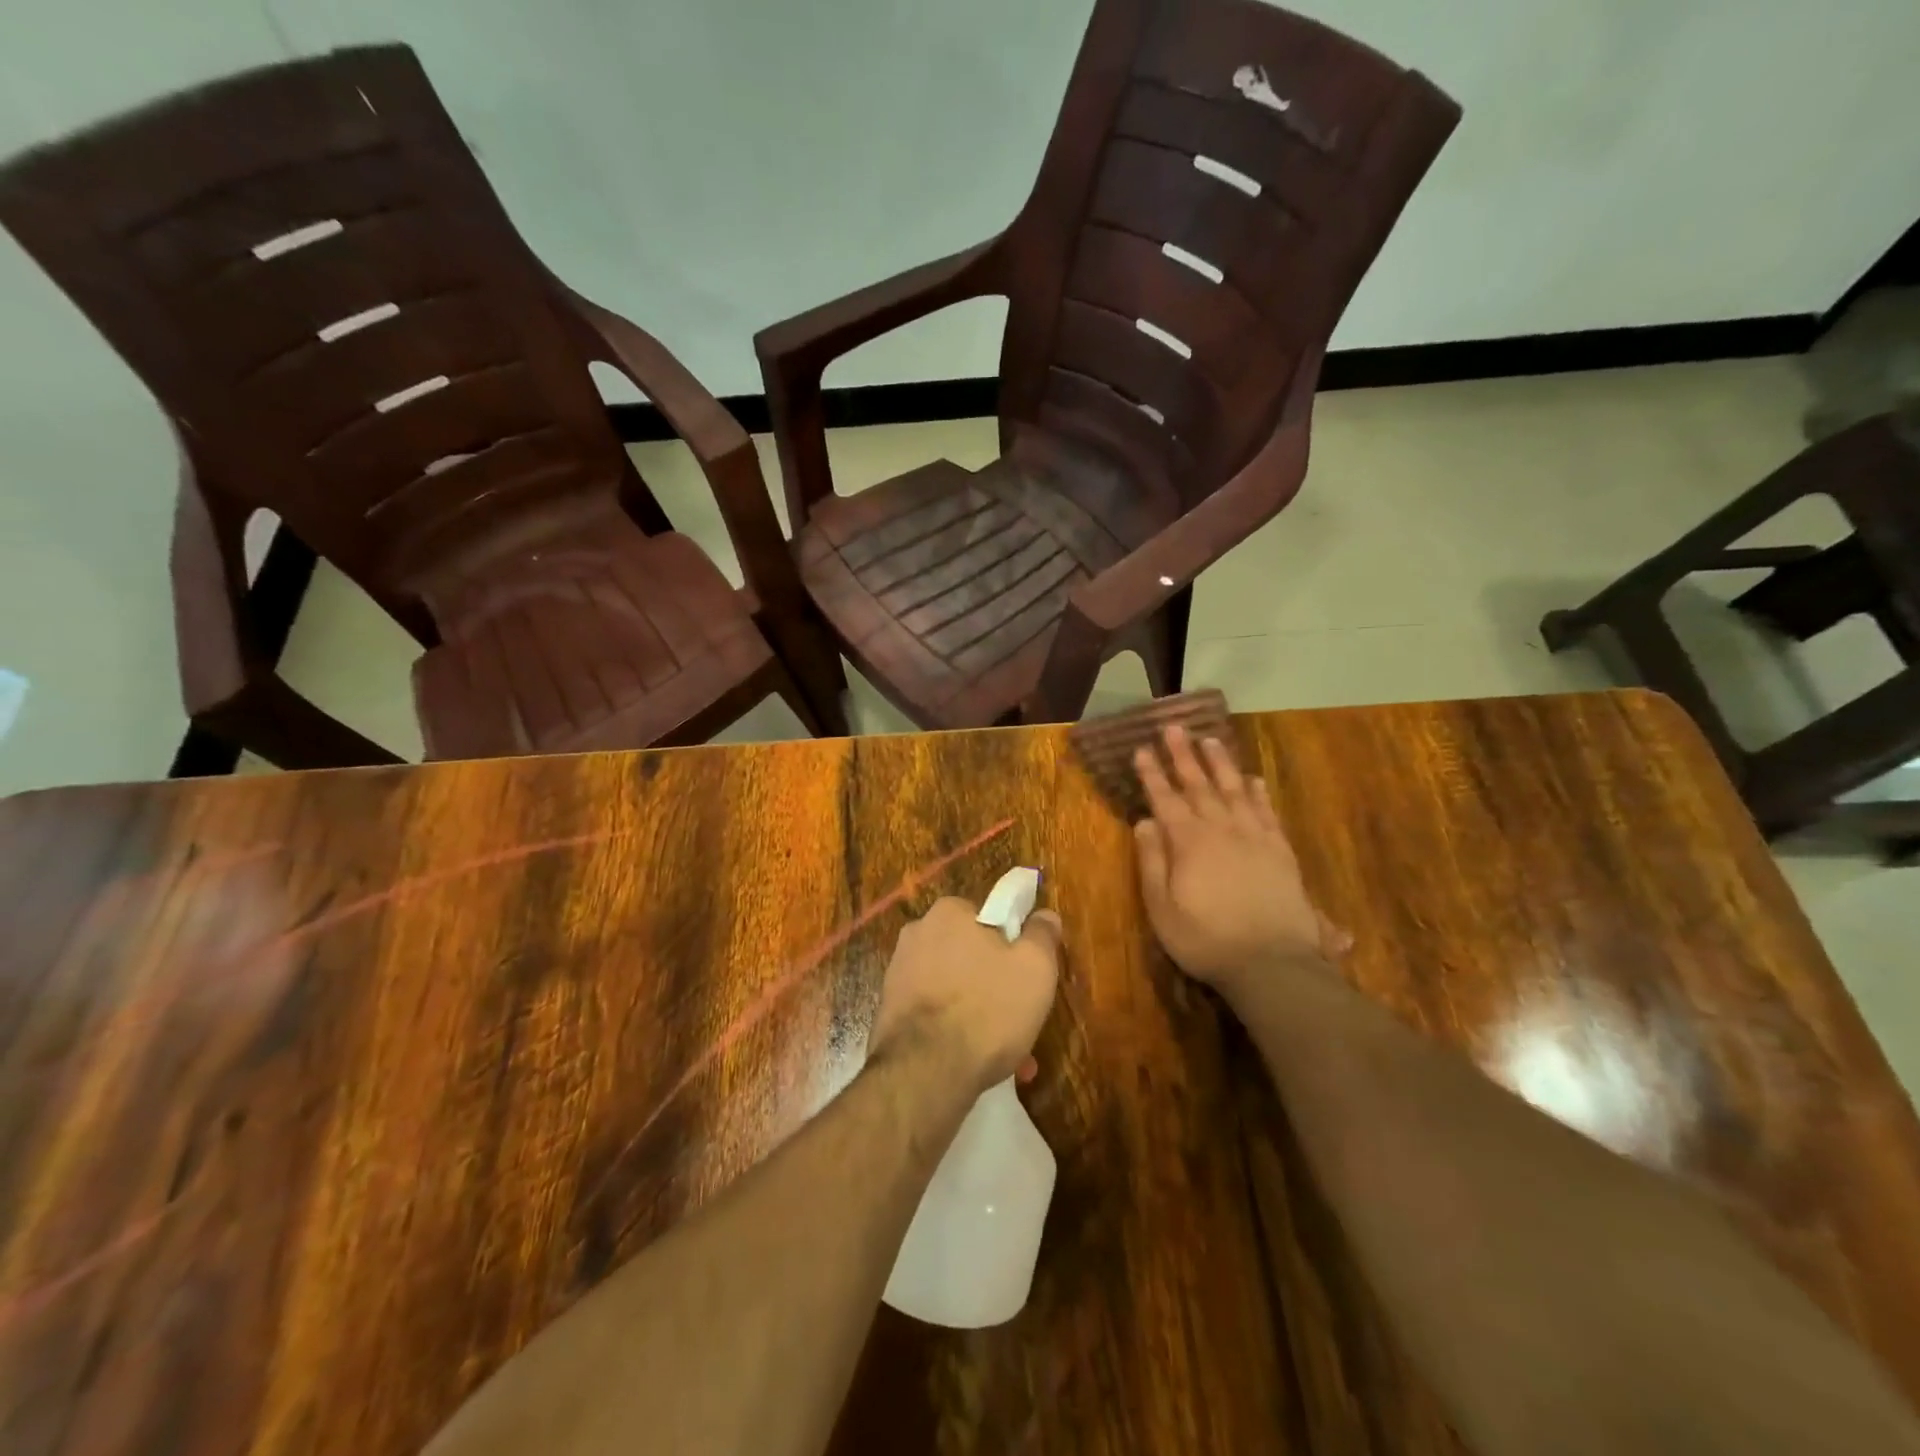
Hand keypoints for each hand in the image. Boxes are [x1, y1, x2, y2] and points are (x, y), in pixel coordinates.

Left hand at [868, 896, 1062, 1093]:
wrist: (924, 1071)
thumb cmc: (987, 1009)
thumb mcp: (1035, 968)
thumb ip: (1042, 935)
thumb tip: (1044, 915)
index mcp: (948, 912)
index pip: (989, 918)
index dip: (1012, 947)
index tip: (1026, 978)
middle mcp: (917, 934)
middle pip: (971, 956)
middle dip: (995, 986)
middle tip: (1019, 1019)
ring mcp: (898, 973)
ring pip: (955, 989)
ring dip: (979, 1014)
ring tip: (1005, 1053)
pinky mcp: (889, 1011)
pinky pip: (934, 1014)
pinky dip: (954, 1031)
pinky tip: (975, 1062)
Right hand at [1133, 726, 1346, 997]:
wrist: (1272, 963)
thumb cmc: (1206, 940)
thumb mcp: (1162, 908)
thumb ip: (1153, 862)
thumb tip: (1144, 821)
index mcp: (1189, 843)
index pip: (1165, 799)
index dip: (1152, 774)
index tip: (1141, 749)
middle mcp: (1221, 830)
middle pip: (1199, 785)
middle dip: (1183, 755)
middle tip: (1173, 727)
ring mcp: (1254, 837)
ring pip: (1234, 790)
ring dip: (1220, 763)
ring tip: (1210, 739)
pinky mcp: (1280, 851)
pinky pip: (1267, 812)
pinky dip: (1258, 792)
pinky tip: (1252, 779)